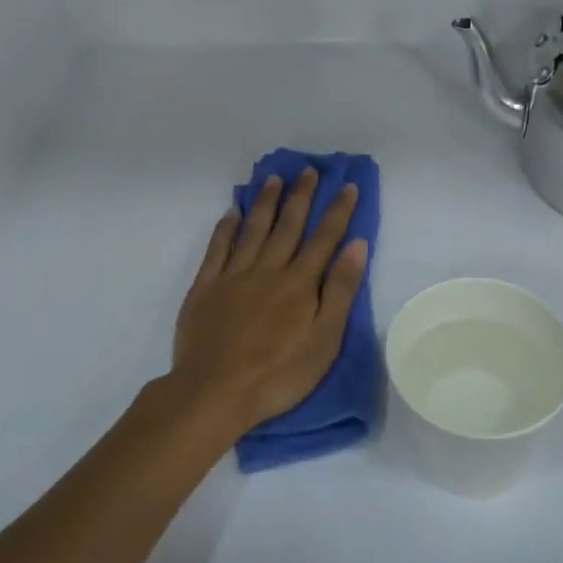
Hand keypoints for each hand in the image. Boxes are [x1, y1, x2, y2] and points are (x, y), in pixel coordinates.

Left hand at [171, 168, 368, 440]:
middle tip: (308, 170)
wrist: (214, 392)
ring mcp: (233, 276)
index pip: (324, 238)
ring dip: (266, 203)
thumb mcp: (324, 340)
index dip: (338, 211)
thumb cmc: (278, 374)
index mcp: (299, 283)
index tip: (347, 186)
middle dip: (301, 196)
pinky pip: (217, 248)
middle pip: (288, 225)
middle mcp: (267, 269)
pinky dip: (226, 227)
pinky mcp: (205, 287)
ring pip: (253, 229)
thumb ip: (340, 290)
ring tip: (274, 179)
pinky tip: (232, 212)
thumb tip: (357, 245)